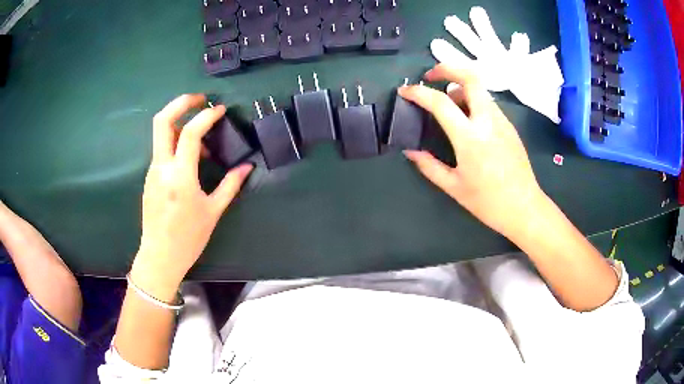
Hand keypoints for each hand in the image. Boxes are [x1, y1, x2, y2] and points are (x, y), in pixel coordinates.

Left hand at [132, 94, 252, 291]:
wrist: (160, 256)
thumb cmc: (188, 238)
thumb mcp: (213, 212)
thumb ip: (230, 185)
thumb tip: (247, 168)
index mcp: (180, 176)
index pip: (190, 133)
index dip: (206, 117)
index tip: (220, 110)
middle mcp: (161, 167)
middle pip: (162, 121)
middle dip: (180, 103)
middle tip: (200, 99)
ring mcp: (152, 171)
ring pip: (161, 134)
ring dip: (181, 125)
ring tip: (202, 140)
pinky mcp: (150, 177)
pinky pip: (162, 150)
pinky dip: (176, 143)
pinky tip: (191, 159)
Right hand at [400, 64, 544, 239]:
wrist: (524, 208)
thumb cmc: (488, 202)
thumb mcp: (453, 187)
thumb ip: (429, 166)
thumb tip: (410, 151)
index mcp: (470, 137)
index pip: (440, 102)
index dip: (418, 92)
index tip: (405, 91)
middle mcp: (488, 121)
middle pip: (470, 77)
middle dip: (447, 68)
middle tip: (431, 77)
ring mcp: (502, 121)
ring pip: (480, 89)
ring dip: (460, 87)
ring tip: (448, 104)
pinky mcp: (510, 126)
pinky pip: (488, 103)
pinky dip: (473, 101)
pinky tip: (467, 121)